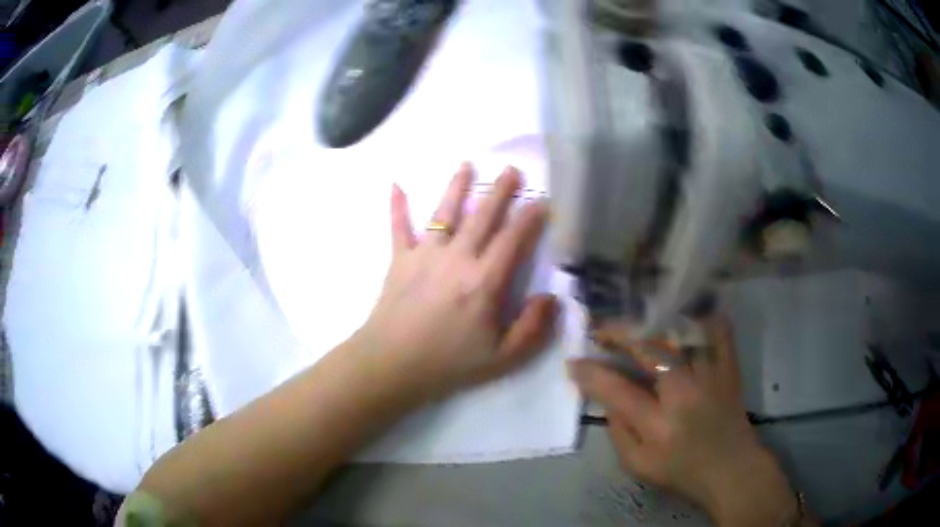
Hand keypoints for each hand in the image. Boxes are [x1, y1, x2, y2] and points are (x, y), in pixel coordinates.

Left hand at [356, 163, 557, 401]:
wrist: (391, 365)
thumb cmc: (448, 363)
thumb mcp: (502, 358)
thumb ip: (532, 328)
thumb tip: (551, 297)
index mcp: (483, 281)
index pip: (513, 240)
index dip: (530, 218)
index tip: (542, 201)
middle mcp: (456, 258)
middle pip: (483, 216)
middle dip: (500, 191)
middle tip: (512, 169)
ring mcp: (424, 254)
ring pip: (444, 212)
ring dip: (457, 186)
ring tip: (467, 164)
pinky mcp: (399, 259)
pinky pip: (398, 227)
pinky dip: (397, 206)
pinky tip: (395, 184)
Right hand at [569, 317, 801, 526]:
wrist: (732, 470)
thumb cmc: (682, 472)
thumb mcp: (638, 466)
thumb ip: (618, 432)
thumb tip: (607, 397)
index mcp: (659, 425)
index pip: (617, 390)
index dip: (591, 373)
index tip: (574, 363)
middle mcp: (685, 393)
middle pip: (649, 348)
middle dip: (618, 333)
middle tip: (600, 330)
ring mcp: (711, 375)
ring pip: (682, 332)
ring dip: (653, 321)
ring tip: (634, 321)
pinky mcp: (729, 367)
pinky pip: (718, 330)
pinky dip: (701, 316)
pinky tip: (684, 314)